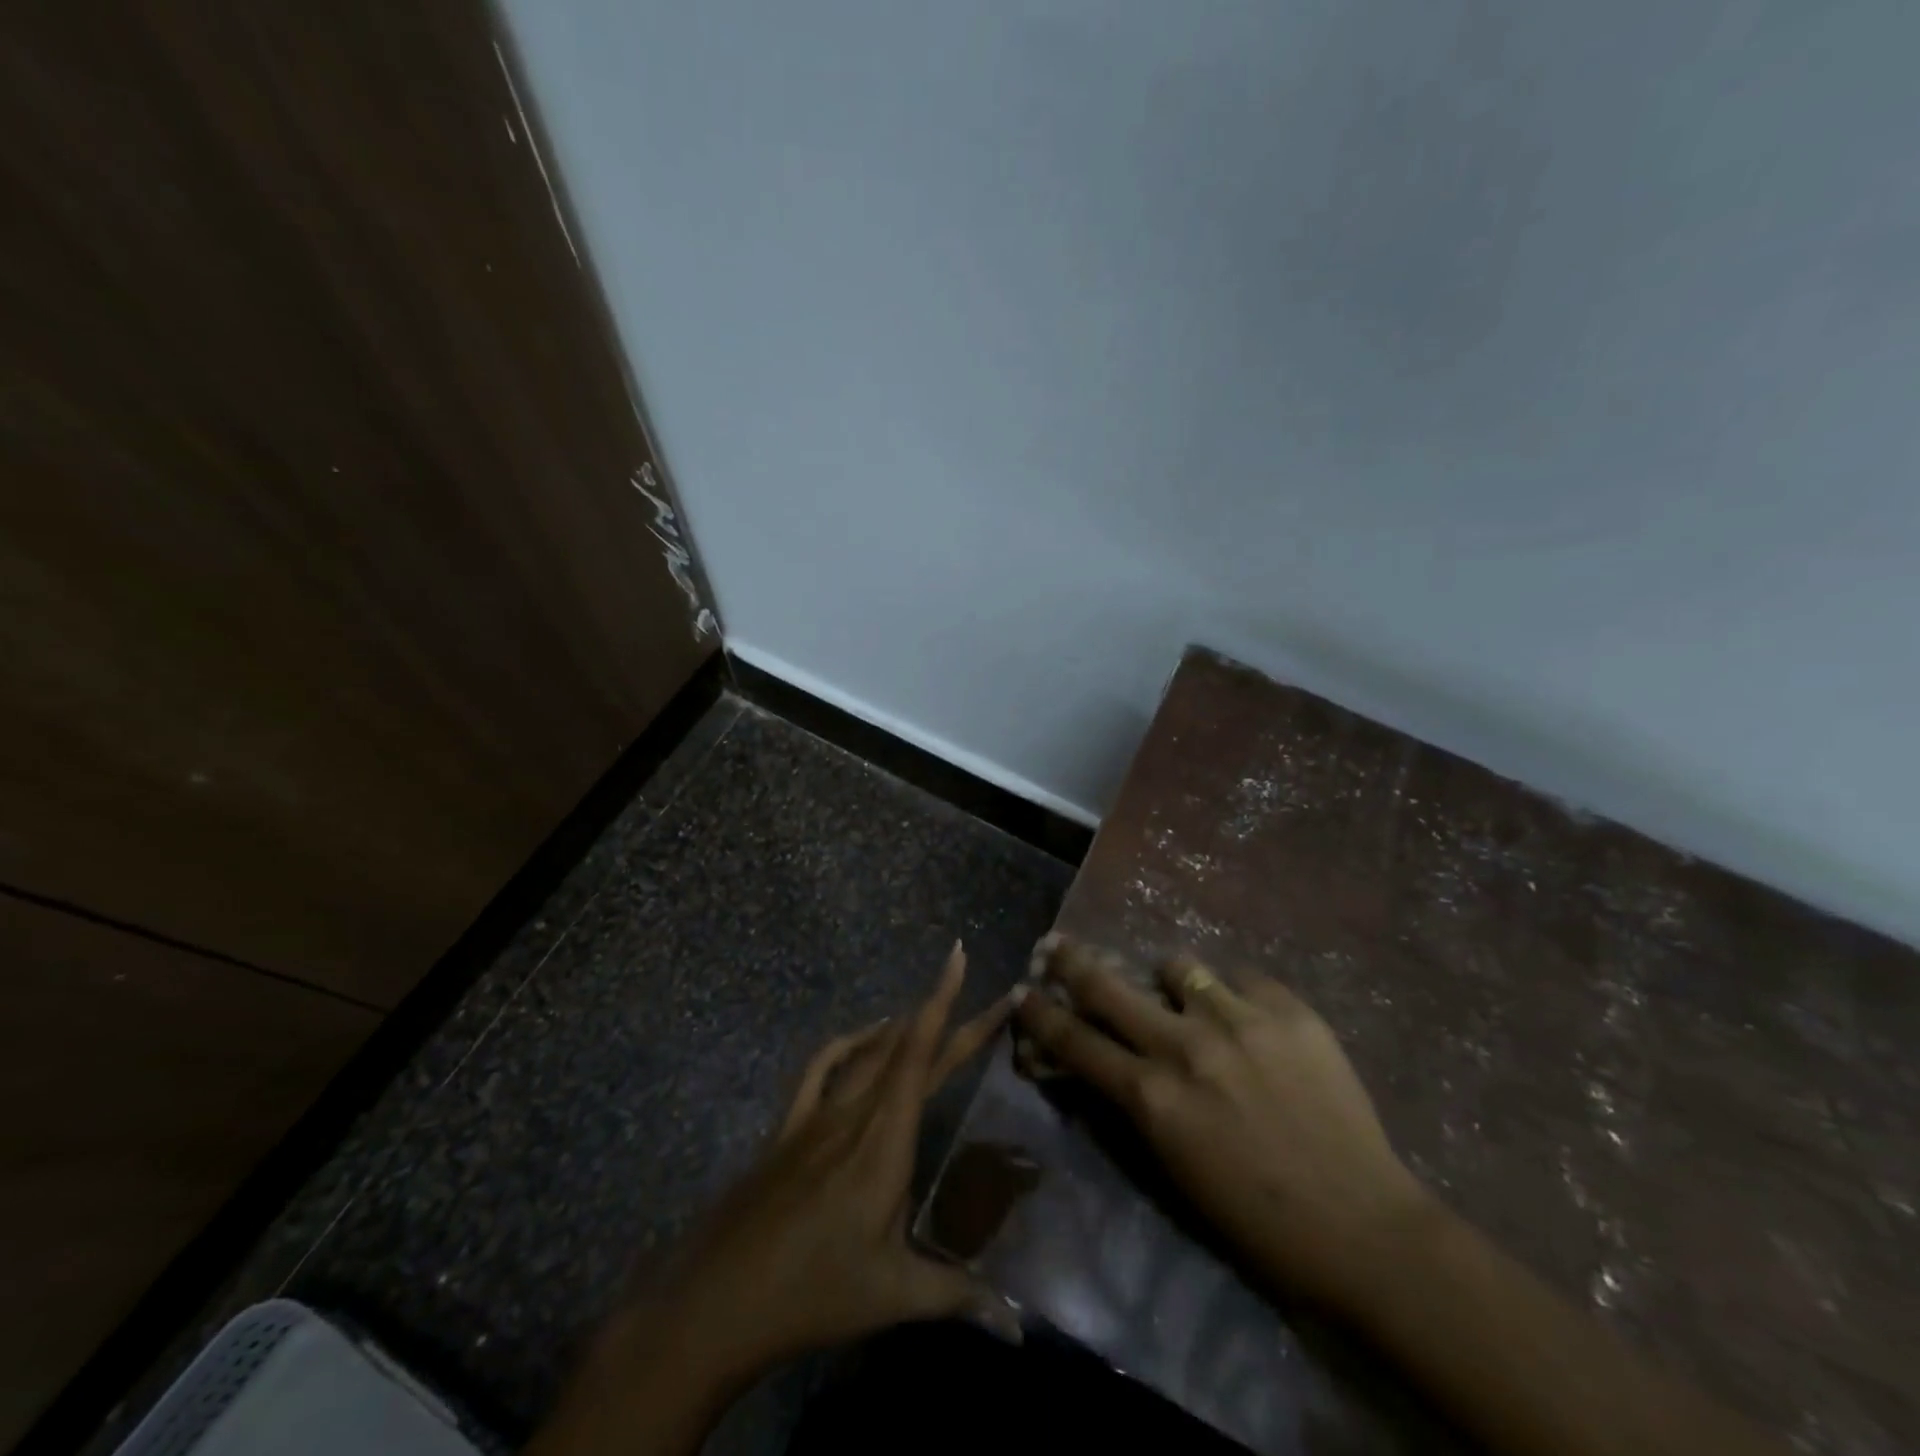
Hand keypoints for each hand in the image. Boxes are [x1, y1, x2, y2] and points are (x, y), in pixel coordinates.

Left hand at [660, 941, 1020, 1377]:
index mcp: (885, 1142)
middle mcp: (855, 1113)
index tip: (958, 956)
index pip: (922, 1056)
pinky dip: (849, 1044)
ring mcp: (817, 1115)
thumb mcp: (893, 1296)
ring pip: (868, 1052)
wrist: (718, 1298)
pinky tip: (865, 1040)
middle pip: (907, 1048)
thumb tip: (1021, 1326)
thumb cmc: (813, 1293)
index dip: (946, 1004)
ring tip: (932, 1014)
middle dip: (948, 1015)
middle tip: (987, 998)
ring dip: (903, 1028)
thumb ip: (960, 1297)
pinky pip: (822, 1067)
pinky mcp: (789, 1126)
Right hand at [1013, 936, 1432, 1309]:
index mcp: (1153, 1097)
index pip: (1075, 1042)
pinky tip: (1250, 1020)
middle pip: (1107, 986)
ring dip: (1169, 981)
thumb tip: (1111, 1058)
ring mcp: (1238, 1020)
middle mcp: (1185, 1046)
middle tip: (1057, 946)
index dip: (1041, 1015)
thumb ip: (1137, 1101)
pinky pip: (1240, 978)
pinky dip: (1234, 995)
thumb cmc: (1257, 1219)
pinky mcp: (1288, 1009)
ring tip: (1186, 997)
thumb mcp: (1174, 1165)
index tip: (1023, 992)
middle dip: (1072, 962)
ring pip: (1176, 966)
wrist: (1363, 1228)